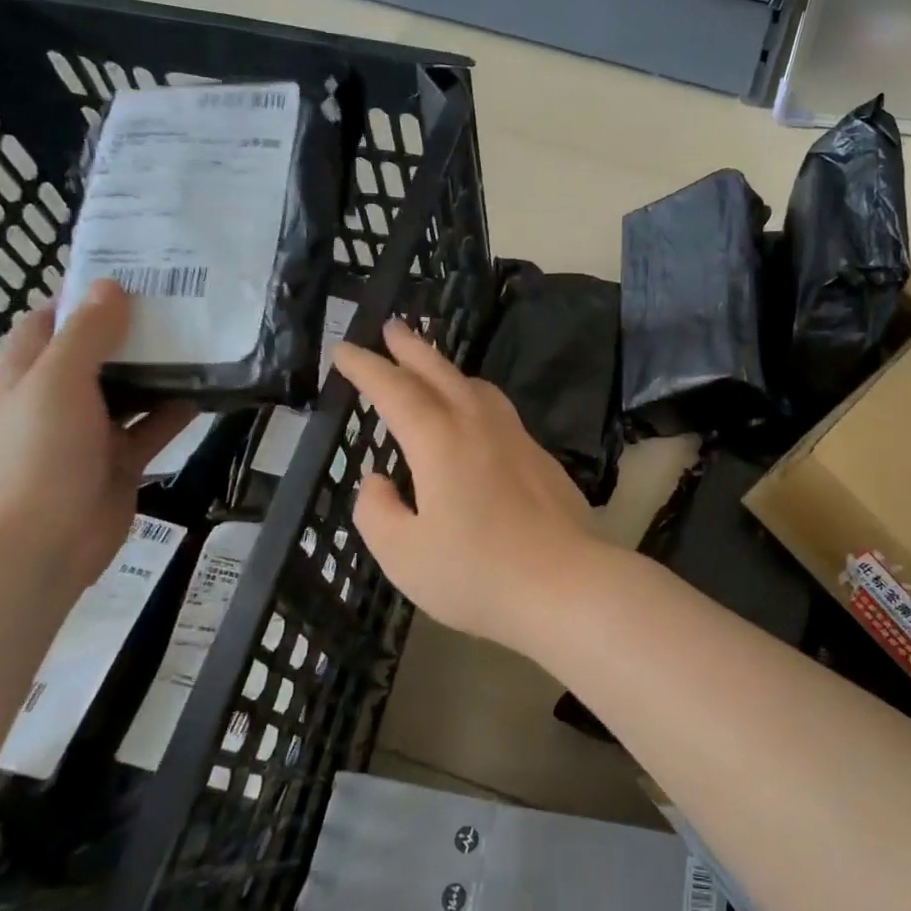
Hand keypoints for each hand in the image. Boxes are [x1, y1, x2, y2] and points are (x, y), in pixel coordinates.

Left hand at [0, 280, 194, 592]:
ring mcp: (91, 431)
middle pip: (98, 352)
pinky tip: (212, 391)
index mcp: (28, 375)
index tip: (132, 275)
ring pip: (131, 388)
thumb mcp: (58, 383)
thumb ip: (87, 335)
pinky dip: (179, 409)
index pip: (50, 321)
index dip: (84, 296)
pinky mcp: (121, 458)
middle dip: (134, 328)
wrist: (41, 543)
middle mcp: (58, 398)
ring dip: (162, 368)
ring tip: (206, 339)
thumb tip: (112, 287)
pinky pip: (155, 425)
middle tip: (184, 303)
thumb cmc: (39, 455)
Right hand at [333, 320, 597, 651]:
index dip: (367, 367)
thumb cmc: (476, 573)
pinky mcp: (541, 457)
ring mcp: (517, 438)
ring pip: (477, 387)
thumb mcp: (403, 554)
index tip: (345, 349)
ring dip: (448, 370)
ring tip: (432, 369)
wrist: (565, 583)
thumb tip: (378, 480)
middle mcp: (479, 426)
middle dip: (412, 348)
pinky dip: (476, 398)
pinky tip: (476, 419)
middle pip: (440, 373)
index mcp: (439, 441)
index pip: (395, 390)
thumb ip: (377, 511)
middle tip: (392, 327)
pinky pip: (500, 411)